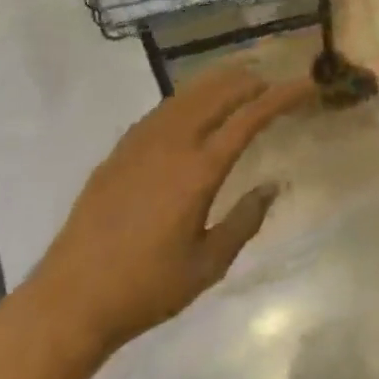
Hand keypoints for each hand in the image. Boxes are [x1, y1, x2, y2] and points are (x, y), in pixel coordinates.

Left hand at [31, 62, 311, 356]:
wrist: (72, 298)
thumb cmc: (146, 288)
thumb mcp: (207, 265)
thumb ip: (244, 221)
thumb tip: (272, 185)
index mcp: (199, 169)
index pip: (250, 117)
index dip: (282, 96)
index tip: (306, 85)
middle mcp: (172, 142)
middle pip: (220, 91)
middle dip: (253, 81)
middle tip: (276, 84)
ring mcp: (142, 140)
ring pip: (190, 92)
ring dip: (221, 82)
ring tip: (243, 82)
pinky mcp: (122, 148)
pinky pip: (166, 107)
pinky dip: (192, 96)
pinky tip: (197, 107)